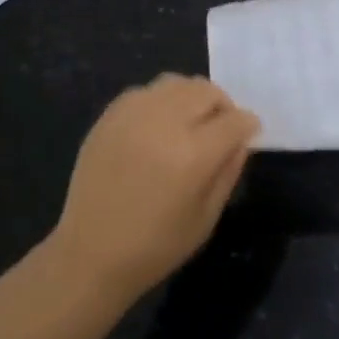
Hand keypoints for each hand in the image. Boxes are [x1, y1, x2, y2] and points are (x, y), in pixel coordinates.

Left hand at [48, 75, 259, 302]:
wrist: (90, 255)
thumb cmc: (157, 245)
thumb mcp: (208, 216)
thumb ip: (229, 170)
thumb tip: (241, 139)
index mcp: (194, 155)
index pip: (235, 120)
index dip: (248, 126)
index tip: (248, 135)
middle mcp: (164, 125)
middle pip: (207, 91)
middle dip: (223, 106)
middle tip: (220, 130)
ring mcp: (132, 117)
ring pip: (176, 83)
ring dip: (192, 98)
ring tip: (189, 123)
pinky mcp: (109, 118)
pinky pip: (145, 92)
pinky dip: (161, 101)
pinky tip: (159, 126)